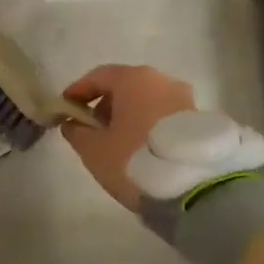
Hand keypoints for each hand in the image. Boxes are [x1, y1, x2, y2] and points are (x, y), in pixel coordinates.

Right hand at [60, 65, 195, 211]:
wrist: (193, 186)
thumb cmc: (134, 159)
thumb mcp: (93, 149)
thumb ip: (76, 131)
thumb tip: (72, 123)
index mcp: (133, 79)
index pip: (98, 76)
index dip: (78, 91)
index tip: (65, 108)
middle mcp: (161, 80)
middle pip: (124, 86)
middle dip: (105, 105)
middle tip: (91, 128)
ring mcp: (184, 98)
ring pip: (146, 100)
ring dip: (128, 116)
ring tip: (116, 142)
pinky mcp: (197, 119)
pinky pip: (163, 114)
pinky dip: (147, 124)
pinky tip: (140, 147)